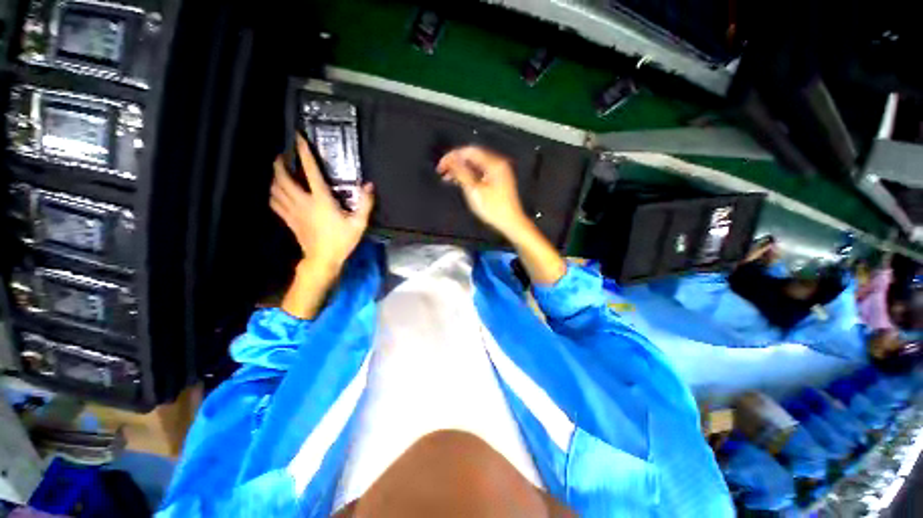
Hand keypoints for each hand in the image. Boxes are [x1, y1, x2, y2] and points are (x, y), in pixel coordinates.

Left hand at [270, 135, 373, 273]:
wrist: (323, 259)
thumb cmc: (342, 241)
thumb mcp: (358, 223)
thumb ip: (365, 204)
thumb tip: (368, 185)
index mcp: (321, 200)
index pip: (310, 171)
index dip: (304, 153)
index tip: (298, 138)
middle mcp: (303, 202)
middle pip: (283, 178)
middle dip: (280, 164)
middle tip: (283, 156)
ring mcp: (293, 211)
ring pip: (275, 189)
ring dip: (274, 178)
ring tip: (279, 172)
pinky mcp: (288, 220)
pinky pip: (274, 203)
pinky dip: (273, 194)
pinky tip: (277, 192)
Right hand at [438, 146, 564, 283]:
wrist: (511, 222)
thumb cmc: (493, 208)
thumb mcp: (474, 190)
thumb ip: (462, 173)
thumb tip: (450, 159)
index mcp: (494, 163)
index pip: (469, 151)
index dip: (453, 156)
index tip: (441, 166)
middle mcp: (497, 164)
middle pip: (472, 156)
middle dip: (456, 162)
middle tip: (442, 171)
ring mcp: (498, 172)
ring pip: (475, 165)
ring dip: (461, 169)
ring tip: (447, 178)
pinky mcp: (497, 180)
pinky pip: (480, 172)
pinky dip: (469, 175)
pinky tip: (459, 182)